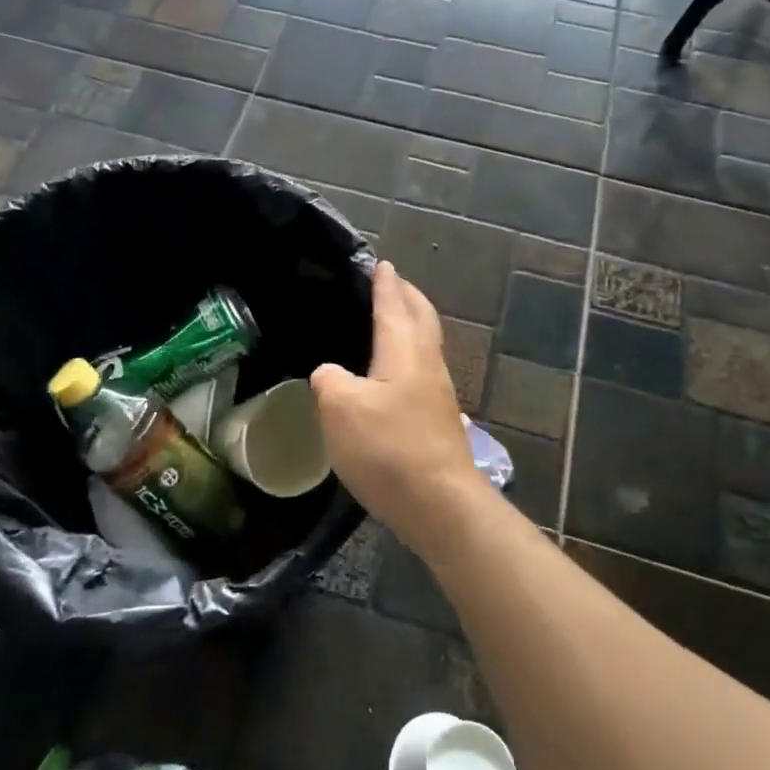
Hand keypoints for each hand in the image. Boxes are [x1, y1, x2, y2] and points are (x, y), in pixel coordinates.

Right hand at [311, 262, 488, 560]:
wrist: (440, 505)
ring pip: (426, 345)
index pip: (394, 305)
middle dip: (408, 296)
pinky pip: (423, 372)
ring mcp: (438, 394)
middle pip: (422, 318)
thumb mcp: (340, 409)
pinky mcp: (439, 422)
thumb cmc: (388, 448)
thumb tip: (331, 374)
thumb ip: (329, 380)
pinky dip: (409, 357)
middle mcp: (427, 365)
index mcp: (404, 351)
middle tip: (392, 283)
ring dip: (412, 326)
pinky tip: (396, 376)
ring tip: (391, 323)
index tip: (382, 263)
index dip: (385, 283)